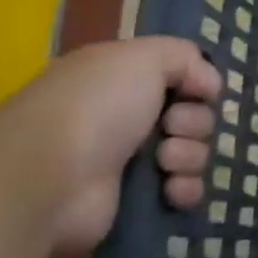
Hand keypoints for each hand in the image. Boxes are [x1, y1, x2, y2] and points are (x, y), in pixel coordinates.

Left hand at [9, 37, 220, 249]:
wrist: (46, 178)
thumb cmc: (95, 107)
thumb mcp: (142, 57)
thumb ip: (185, 57)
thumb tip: (211, 84)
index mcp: (123, 81)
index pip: (182, 79)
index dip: (197, 85)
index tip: (197, 91)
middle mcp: (127, 118)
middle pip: (194, 117)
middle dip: (194, 123)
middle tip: (170, 127)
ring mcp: (130, 162)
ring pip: (193, 154)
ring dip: (189, 155)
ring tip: (164, 161)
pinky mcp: (135, 201)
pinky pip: (184, 191)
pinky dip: (185, 189)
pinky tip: (171, 190)